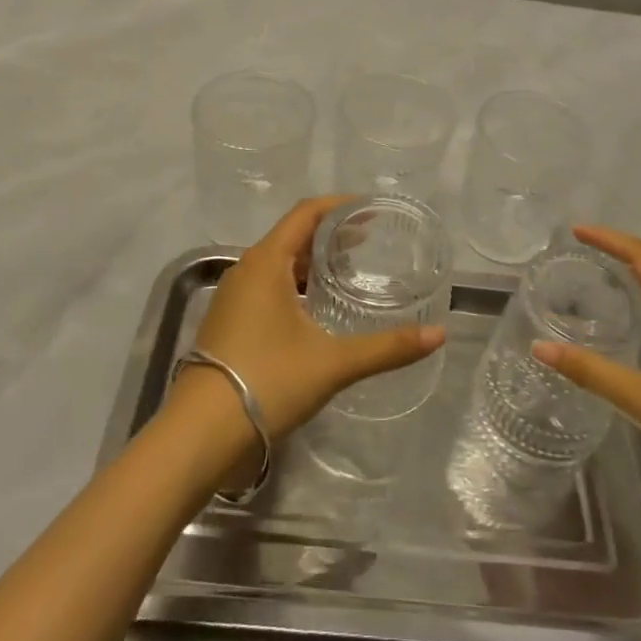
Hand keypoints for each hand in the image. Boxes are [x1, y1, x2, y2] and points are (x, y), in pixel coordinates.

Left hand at [187, 196, 445, 440]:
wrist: (202, 434)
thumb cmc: (268, 381)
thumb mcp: (333, 362)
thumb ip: (387, 347)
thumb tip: (438, 335)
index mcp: (265, 262)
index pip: (306, 213)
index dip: (340, 206)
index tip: (371, 209)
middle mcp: (246, 270)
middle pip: (292, 236)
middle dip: (330, 235)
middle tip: (369, 241)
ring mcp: (233, 297)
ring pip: (279, 264)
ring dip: (312, 262)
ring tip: (348, 272)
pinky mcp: (229, 322)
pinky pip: (268, 287)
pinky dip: (296, 285)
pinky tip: (317, 309)